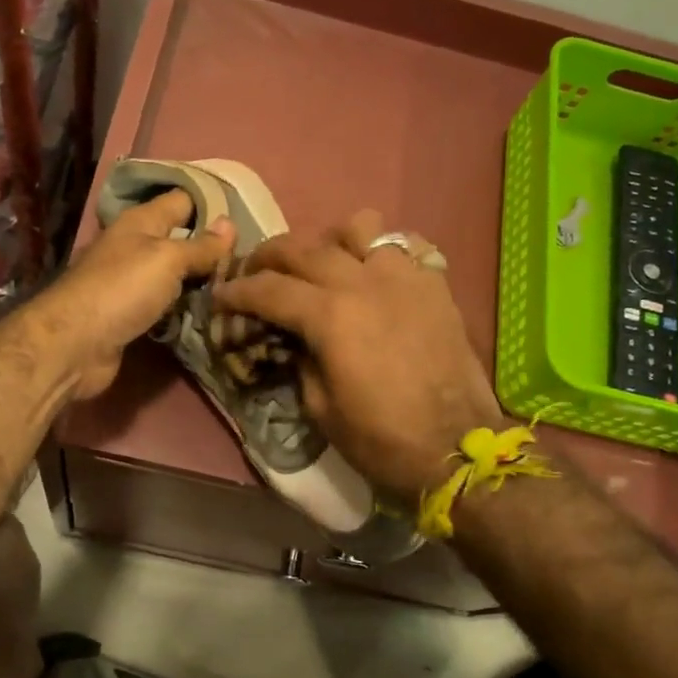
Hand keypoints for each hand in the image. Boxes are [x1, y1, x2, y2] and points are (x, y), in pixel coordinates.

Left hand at [28, 191, 232, 400]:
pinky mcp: (132, 315)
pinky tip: (214, 313)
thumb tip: (230, 224)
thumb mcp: (168, 259)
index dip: (213, 203)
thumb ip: (200, 246)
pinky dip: (186, 308)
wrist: (75, 345)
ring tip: (243, 287)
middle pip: (181, 240)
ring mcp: (132, 283)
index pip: (183, 200)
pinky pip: (167, 305)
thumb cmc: (122, 289)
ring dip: (202, 282)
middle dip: (213, 248)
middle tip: (255, 259)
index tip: (249, 214)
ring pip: (176, 275)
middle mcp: (135, 247)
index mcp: (141, 222)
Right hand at [214, 210, 508, 505]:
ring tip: (322, 264)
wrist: (457, 448)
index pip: (269, 290)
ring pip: (358, 228)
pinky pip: (405, 244)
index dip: (237, 292)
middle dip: (269, 257)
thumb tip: (292, 338)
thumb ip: (300, 360)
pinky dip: (381, 250)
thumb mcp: (320, 408)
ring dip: (329, 241)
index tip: (221, 297)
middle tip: (255, 273)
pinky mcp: (435, 284)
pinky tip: (374, 271)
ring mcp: (404, 277)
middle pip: (304, 248)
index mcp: (330, 316)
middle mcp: (364, 282)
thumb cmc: (382, 440)